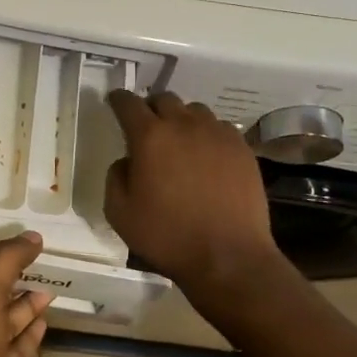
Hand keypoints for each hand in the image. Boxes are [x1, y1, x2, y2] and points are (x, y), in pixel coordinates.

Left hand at [0, 232, 52, 356]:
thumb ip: (7, 260)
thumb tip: (34, 236)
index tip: (9, 235)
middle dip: (11, 277)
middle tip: (39, 258)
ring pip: (5, 321)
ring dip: (25, 304)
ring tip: (51, 285)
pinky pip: (17, 348)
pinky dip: (31, 333)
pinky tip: (46, 319)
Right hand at [105, 91, 280, 294]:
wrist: (229, 257)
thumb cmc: (168, 236)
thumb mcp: (120, 213)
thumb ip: (116, 177)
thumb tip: (127, 161)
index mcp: (150, 137)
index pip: (128, 103)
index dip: (118, 100)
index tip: (114, 102)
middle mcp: (183, 125)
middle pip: (164, 99)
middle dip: (151, 108)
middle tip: (148, 127)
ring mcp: (217, 133)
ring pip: (194, 111)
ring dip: (182, 120)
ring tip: (181, 142)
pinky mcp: (241, 148)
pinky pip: (220, 128)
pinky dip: (208, 135)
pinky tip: (208, 157)